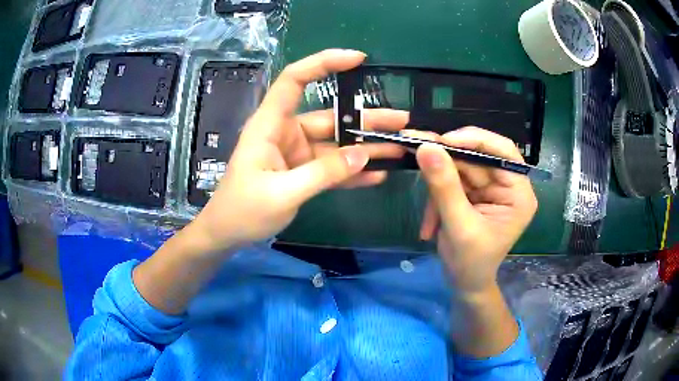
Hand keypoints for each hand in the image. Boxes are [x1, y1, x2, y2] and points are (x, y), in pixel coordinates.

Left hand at [191, 49, 408, 252]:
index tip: (357, 59)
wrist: (228, 234)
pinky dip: (353, 171)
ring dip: (366, 147)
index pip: (295, 80)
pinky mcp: (303, 172)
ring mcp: (297, 153)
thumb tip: (363, 155)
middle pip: (330, 116)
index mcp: (270, 125)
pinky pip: (332, 167)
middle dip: (366, 118)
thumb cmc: (242, 210)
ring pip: (337, 143)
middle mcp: (286, 132)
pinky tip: (378, 174)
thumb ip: (322, 174)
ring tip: (400, 148)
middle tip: (402, 121)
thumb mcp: (281, 193)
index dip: (324, 63)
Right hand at [416, 127, 537, 293]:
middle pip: (478, 156)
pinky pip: (452, 180)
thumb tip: (426, 147)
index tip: (441, 141)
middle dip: (447, 161)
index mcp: (518, 193)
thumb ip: (444, 187)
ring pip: (461, 167)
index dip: (474, 139)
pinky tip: (430, 226)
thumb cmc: (470, 263)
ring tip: (428, 213)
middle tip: (416, 151)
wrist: (464, 284)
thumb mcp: (458, 226)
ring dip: (438, 185)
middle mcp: (508, 185)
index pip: (503, 151)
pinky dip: (436, 198)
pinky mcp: (474, 193)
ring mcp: (490, 188)